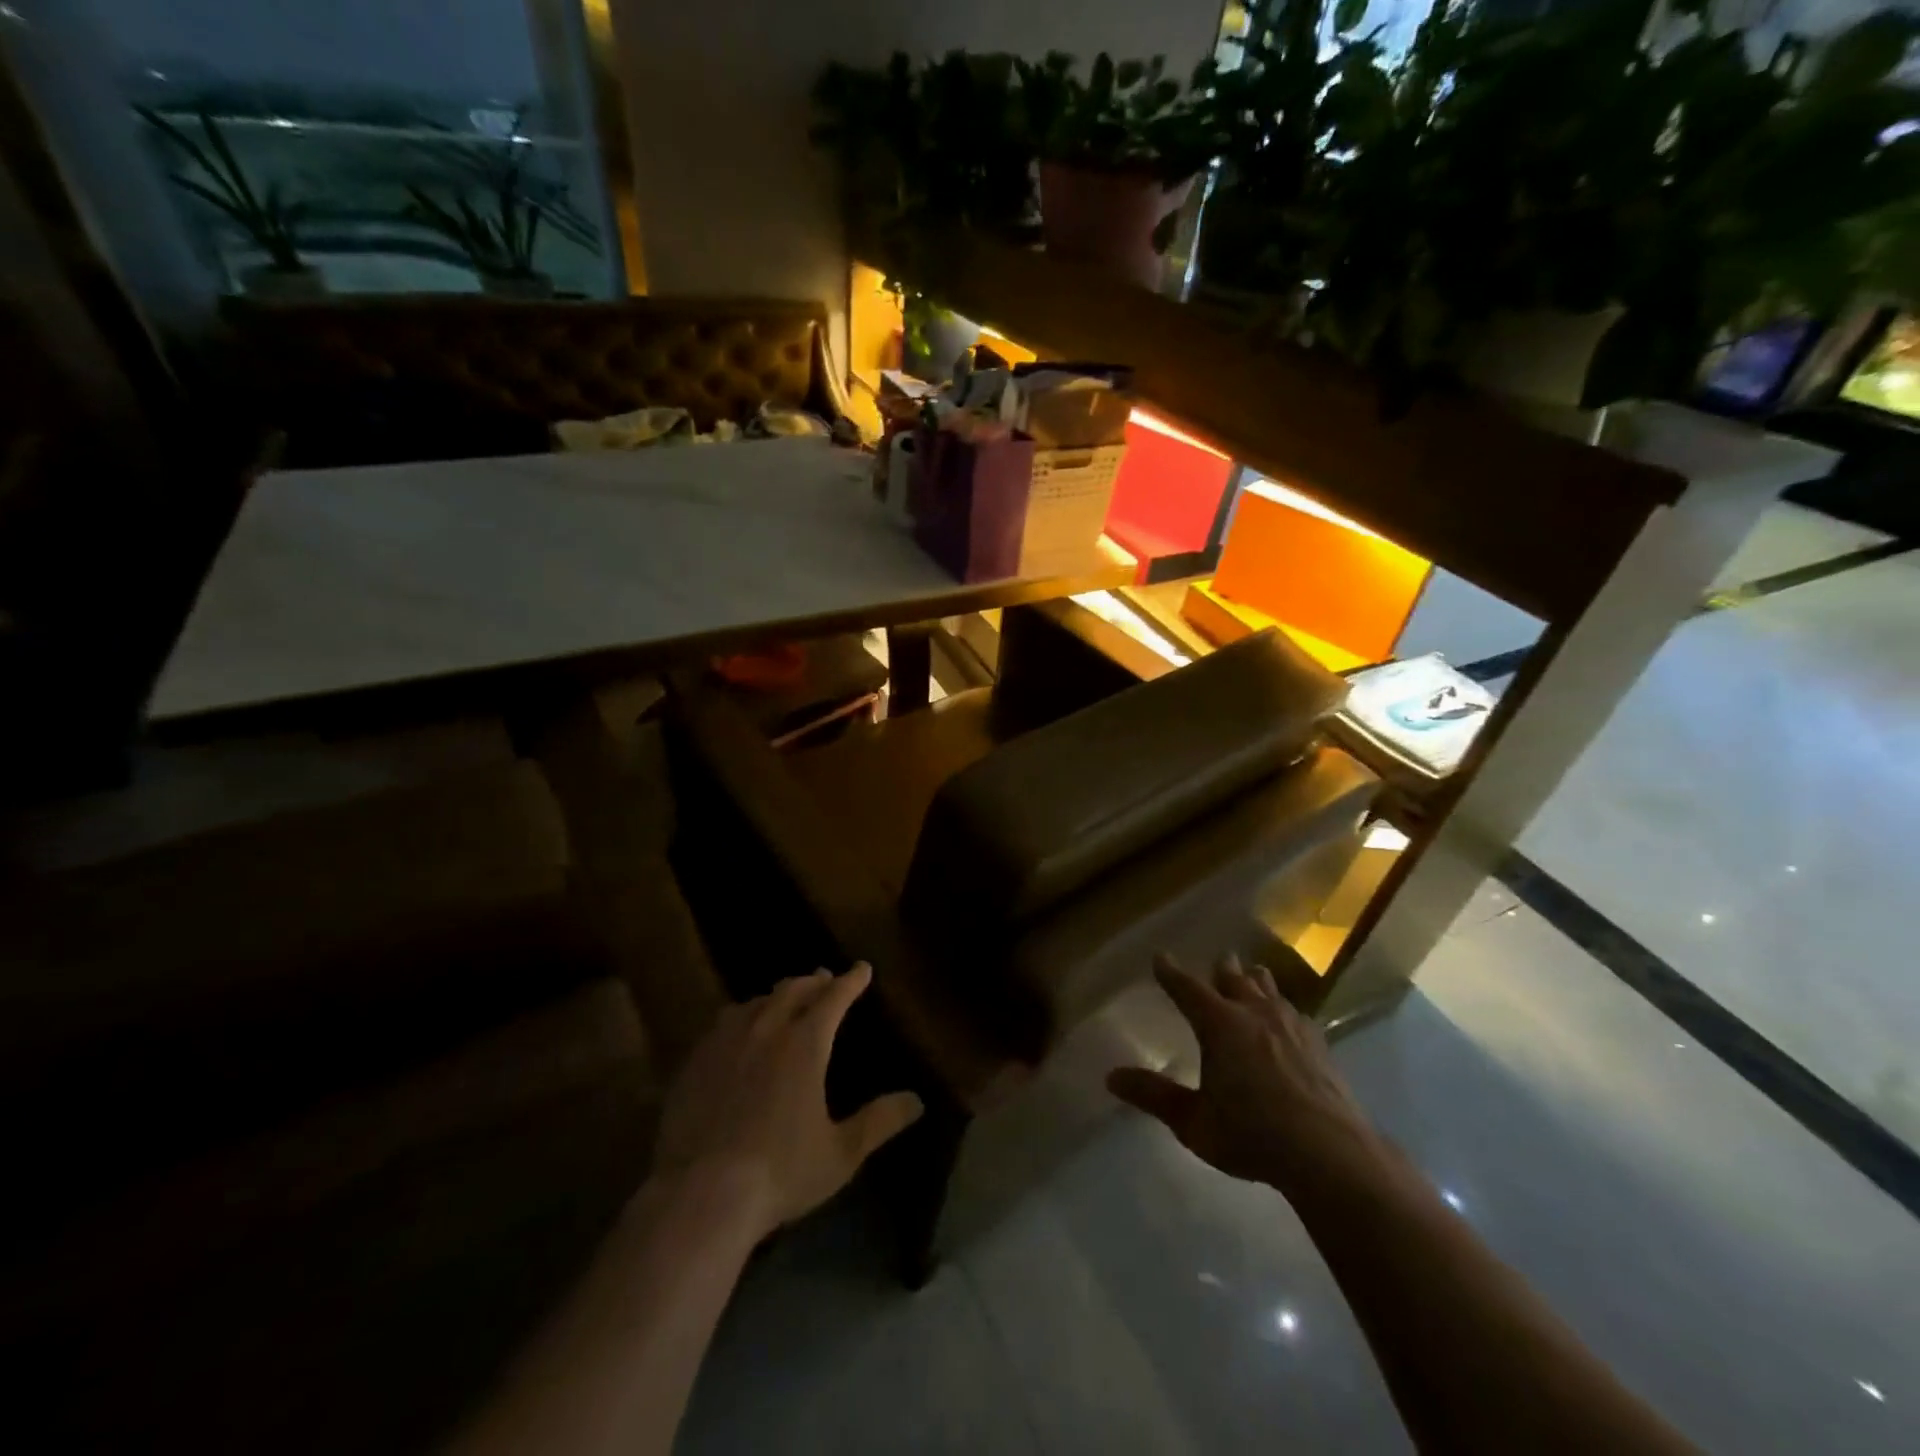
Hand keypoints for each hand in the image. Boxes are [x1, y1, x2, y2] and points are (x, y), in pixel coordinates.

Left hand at [651, 962, 923, 1241]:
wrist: (700, 1194)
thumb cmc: (780, 1172)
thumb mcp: (840, 1153)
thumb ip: (878, 1122)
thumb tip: (916, 1101)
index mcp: (805, 1044)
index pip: (834, 997)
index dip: (851, 981)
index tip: (862, 969)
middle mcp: (766, 1030)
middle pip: (793, 990)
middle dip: (814, 981)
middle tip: (825, 978)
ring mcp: (725, 1042)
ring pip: (756, 1002)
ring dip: (776, 995)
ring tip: (783, 999)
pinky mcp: (694, 1061)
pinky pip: (722, 1024)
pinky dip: (742, 1016)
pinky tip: (738, 1031)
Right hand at [1108, 953, 1379, 1192]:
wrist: (1330, 1153)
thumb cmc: (1253, 1135)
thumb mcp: (1193, 1121)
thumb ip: (1154, 1096)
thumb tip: (1110, 1077)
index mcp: (1219, 1024)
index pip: (1187, 988)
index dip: (1171, 973)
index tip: (1161, 958)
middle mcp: (1253, 1013)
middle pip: (1234, 978)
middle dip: (1221, 969)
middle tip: (1217, 961)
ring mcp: (1290, 1025)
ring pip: (1268, 989)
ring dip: (1255, 981)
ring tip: (1252, 975)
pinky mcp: (1319, 1043)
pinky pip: (1294, 1012)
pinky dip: (1283, 1007)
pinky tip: (1289, 1019)